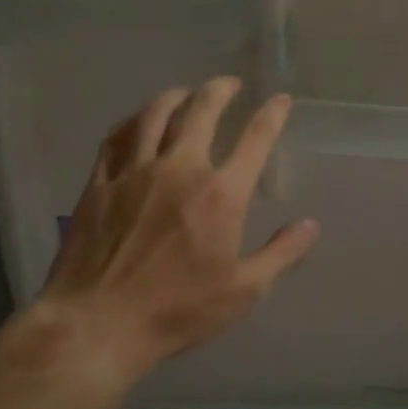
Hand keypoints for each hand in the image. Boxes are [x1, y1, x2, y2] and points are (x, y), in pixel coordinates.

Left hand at [0, 77, 318, 388]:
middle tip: (229, 84)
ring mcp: (134, 173)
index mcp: (221, 194)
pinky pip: (115, 138)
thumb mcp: (243, 291)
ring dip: (175, 96)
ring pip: (155, 115)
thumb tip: (310, 225)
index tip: (279, 99)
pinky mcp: (99, 184)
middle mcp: (179, 169)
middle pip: (201, 111)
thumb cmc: (177, 311)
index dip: (271, 114)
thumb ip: (281, 253)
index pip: (254, 139)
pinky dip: (131, 121)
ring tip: (185, 92)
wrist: (97, 324)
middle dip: (220, 90)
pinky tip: (137, 121)